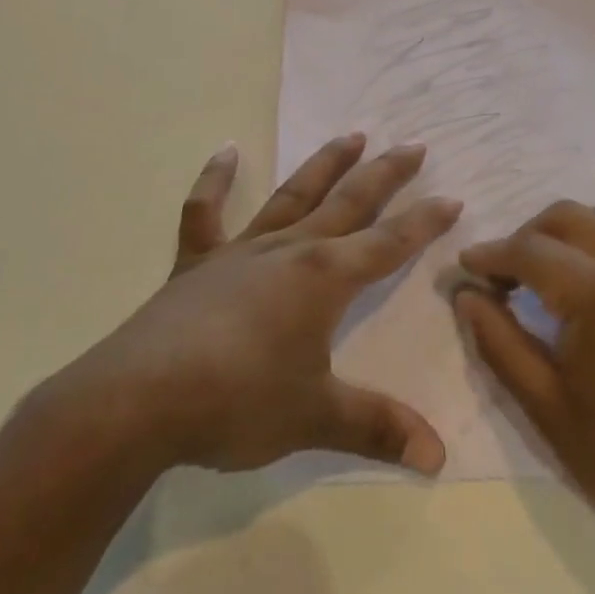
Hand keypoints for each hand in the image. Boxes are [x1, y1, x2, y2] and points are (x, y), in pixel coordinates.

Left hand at [67, 133, 460, 475]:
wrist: (141, 399)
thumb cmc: (238, 402)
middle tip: (413, 145)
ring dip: (324, 165)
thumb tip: (437, 458)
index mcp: (323, 278)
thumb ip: (377, 428)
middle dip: (385, 175)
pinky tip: (225, 150)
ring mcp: (241, 251)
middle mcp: (288, 250)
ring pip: (292, 195)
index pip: (388, 243)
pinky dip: (215, 180)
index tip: (452, 198)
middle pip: (348, 203)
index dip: (424, 222)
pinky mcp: (197, 263)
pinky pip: (206, 211)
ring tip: (351, 135)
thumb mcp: (316, 417)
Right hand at [453, 201, 594, 579]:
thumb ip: (497, 340)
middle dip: (523, 237)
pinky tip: (579, 285)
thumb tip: (464, 294)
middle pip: (564, 217)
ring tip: (536, 279)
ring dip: (559, 236)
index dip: (489, 255)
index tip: (462, 269)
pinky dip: (592, 243)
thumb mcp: (545, 405)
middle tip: (499, 279)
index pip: (529, 249)